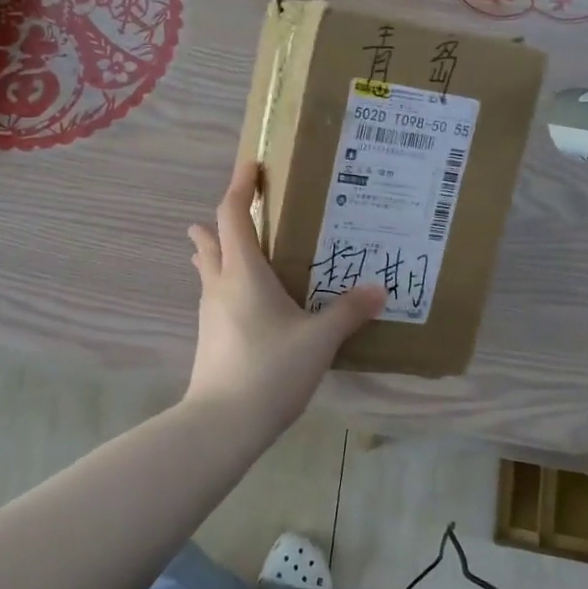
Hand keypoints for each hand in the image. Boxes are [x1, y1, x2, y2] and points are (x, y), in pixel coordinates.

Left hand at [185, 157, 385, 436]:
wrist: (223, 422)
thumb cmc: (271, 370)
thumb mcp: (319, 340)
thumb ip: (349, 312)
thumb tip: (379, 289)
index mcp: (243, 272)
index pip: (233, 214)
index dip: (239, 185)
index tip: (251, 165)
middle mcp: (220, 284)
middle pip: (211, 239)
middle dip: (222, 218)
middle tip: (245, 207)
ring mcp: (210, 312)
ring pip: (208, 268)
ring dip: (218, 251)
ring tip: (241, 249)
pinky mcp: (209, 336)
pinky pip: (215, 294)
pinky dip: (226, 282)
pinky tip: (248, 301)